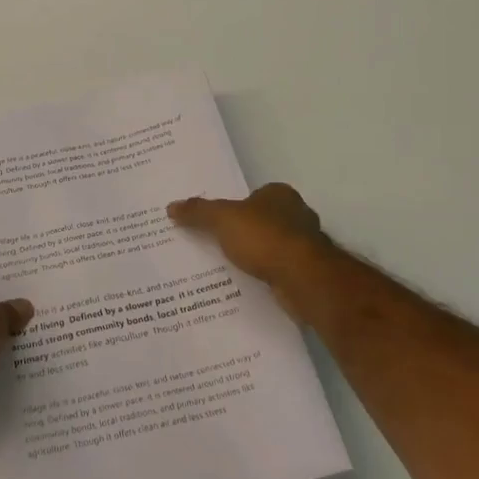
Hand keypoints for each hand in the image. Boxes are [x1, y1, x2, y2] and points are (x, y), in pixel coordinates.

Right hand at [168, 183, 333, 320]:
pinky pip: (279, 269)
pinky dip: (266, 275)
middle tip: (217, 245)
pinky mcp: (307, 271)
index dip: (235, 208)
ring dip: (256, 256)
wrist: (303, 278)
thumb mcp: (222, 219)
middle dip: (246, 232)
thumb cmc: (264, 238)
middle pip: (264, 221)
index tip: (216, 223)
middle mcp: (297, 214)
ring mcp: (305, 245)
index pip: (253, 196)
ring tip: (228, 268)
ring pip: (272, 246)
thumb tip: (171, 206)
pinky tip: (249, 284)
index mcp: (280, 194)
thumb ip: (198, 212)